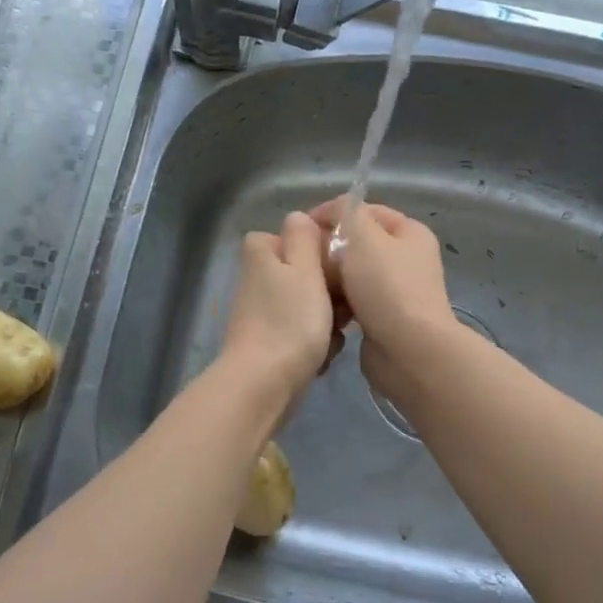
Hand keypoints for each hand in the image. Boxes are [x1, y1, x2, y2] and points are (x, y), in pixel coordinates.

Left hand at [219, 212, 340, 402]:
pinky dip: (316, 343)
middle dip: (331, 290)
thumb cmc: (289, 321)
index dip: (323, 247)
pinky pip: (303, 332)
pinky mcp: (269, 342)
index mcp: (262, 253)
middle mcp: (258, 278)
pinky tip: (323, 357)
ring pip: (310, 304)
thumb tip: (298, 217)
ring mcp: (262, 312)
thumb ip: (303, 238)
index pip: (298, 234)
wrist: (263, 385)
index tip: (344, 263)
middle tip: (343, 307)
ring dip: (328, 320)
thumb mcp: (303, 269)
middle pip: (307, 272)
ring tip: (334, 335)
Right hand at [310, 198, 459, 402]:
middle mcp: (407, 259)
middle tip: (301, 259)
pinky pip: (353, 303)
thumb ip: (345, 214)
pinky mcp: (385, 319)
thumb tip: (333, 213)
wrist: (408, 350)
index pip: (365, 211)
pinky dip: (338, 304)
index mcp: (409, 232)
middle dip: (328, 249)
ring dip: (330, 279)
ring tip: (308, 285)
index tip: (301, 229)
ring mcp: (397, 291)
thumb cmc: (386, 286)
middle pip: (358, 244)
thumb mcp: (363, 236)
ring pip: (352, 275)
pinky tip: (321, 309)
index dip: (332, 213)